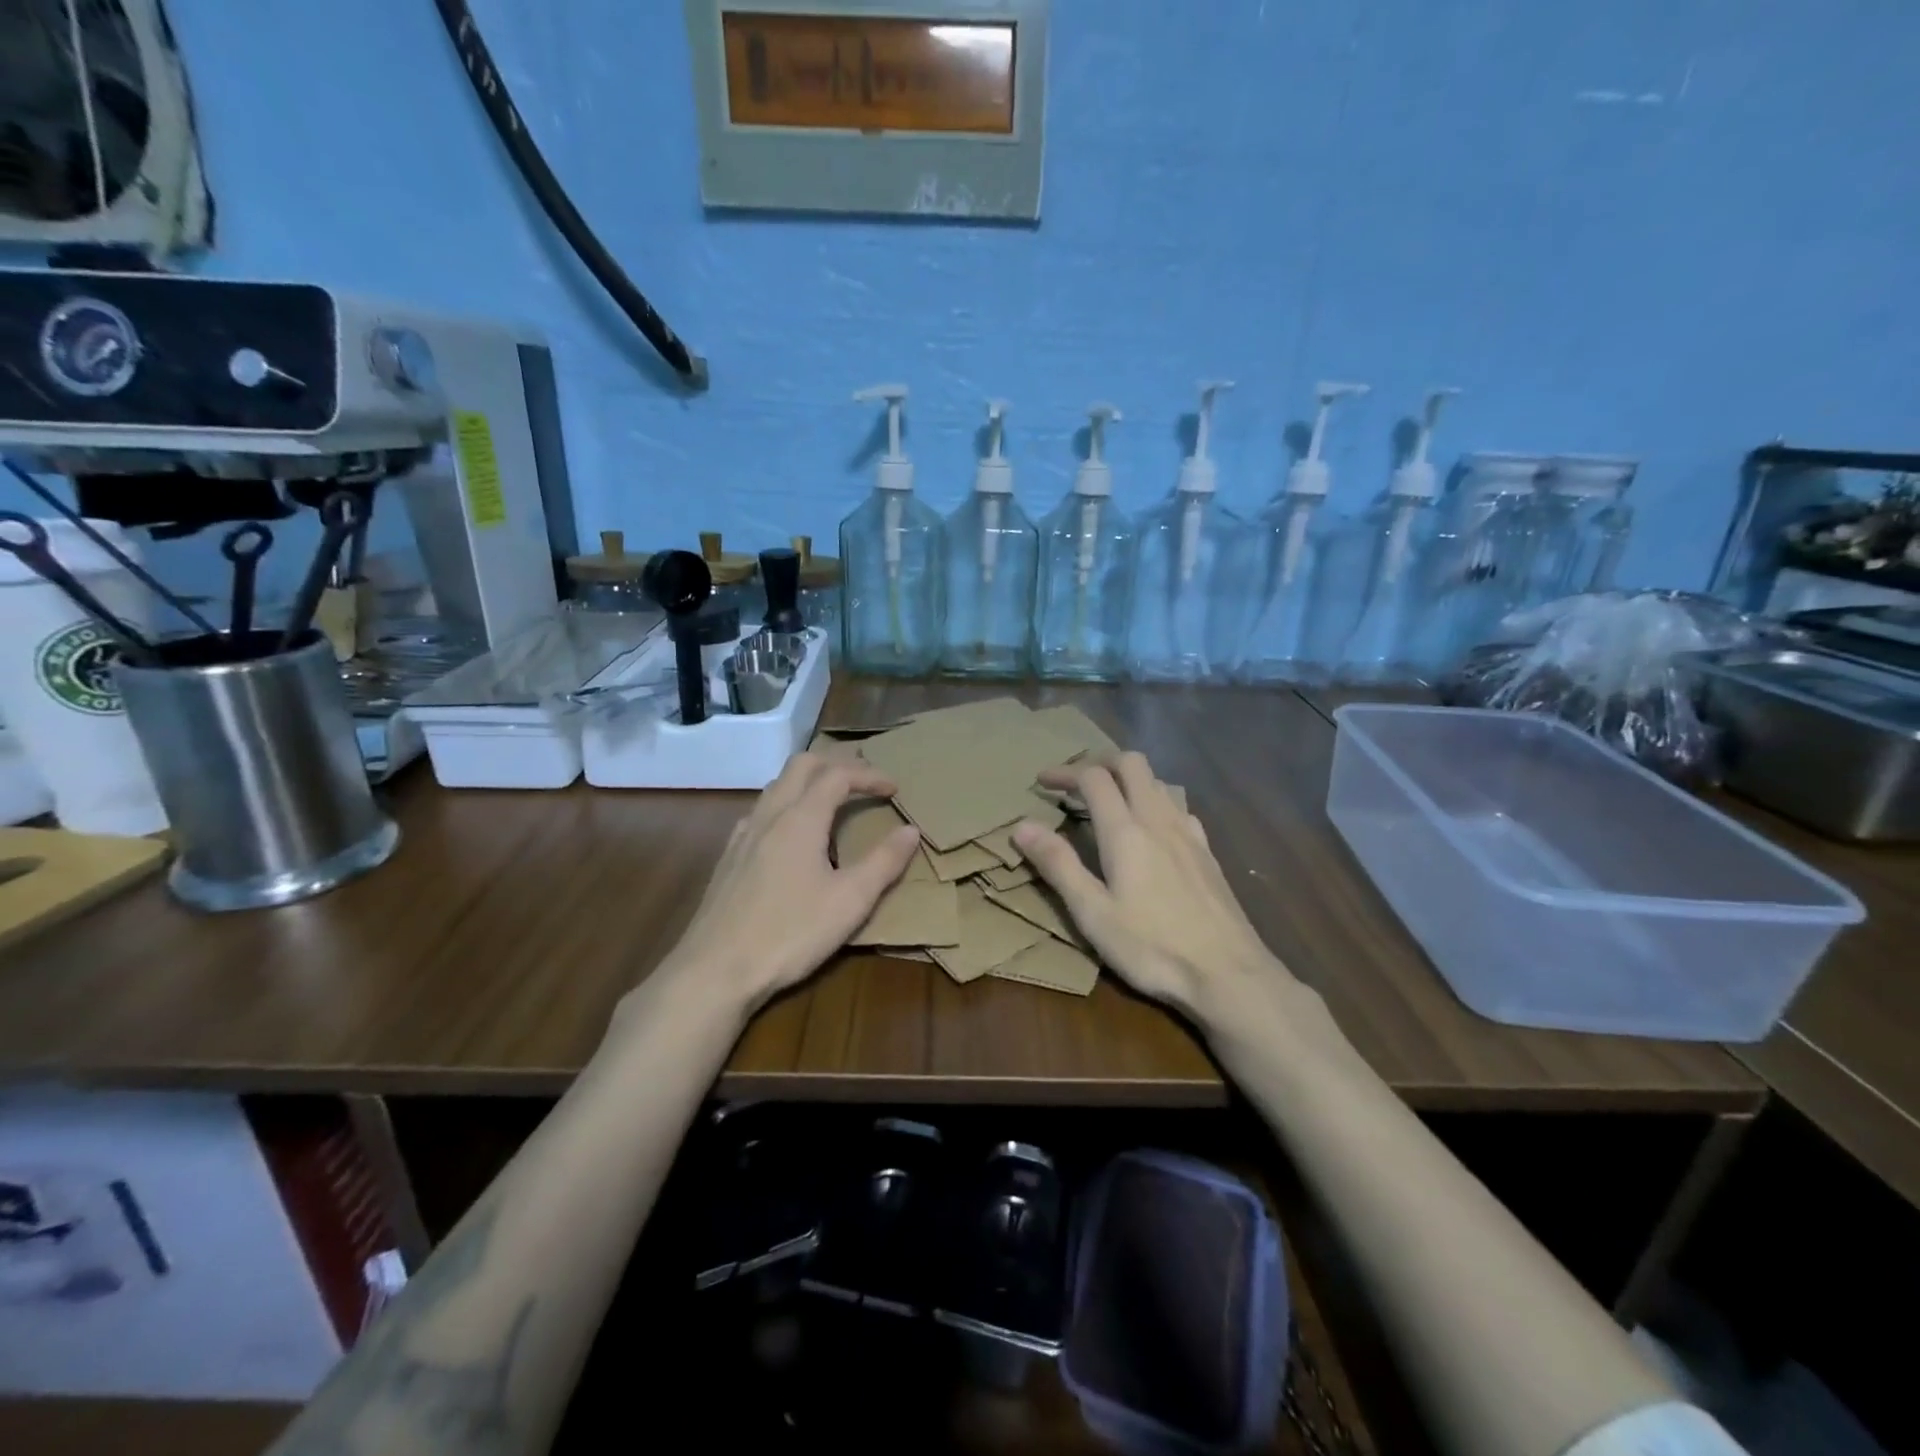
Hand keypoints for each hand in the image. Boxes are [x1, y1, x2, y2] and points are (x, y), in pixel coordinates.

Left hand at [656, 753, 920, 1014]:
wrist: (715, 970)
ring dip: (808, 781)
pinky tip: (790, 834)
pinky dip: (786, 804)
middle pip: (802, 765)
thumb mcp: (850, 901)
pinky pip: (760, 811)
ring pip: (777, 785)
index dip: (869, 775)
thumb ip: (884, 862)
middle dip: (836, 764)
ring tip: (832, 801)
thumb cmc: (790, 933)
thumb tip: (911, 831)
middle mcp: (769, 815)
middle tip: (864, 780)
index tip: (894, 789)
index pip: (838, 775)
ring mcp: (743, 834)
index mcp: (801, 819)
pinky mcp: (729, 857)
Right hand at [1012, 752, 1301, 1033]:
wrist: (1229, 973)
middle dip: (1099, 762)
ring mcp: (1189, 833)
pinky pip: (1177, 806)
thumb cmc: (1152, 946)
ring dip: (1128, 779)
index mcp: (1126, 831)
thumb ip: (1058, 865)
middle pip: (1131, 763)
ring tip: (1108, 802)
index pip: (1093, 778)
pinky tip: (1151, 829)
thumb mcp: (1093, 913)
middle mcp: (1159, 820)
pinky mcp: (1207, 851)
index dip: (1065, 772)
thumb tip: (1021, 825)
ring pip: (1157, 781)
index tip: (1041, 782)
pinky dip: (1155, 801)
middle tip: (1075, 781)